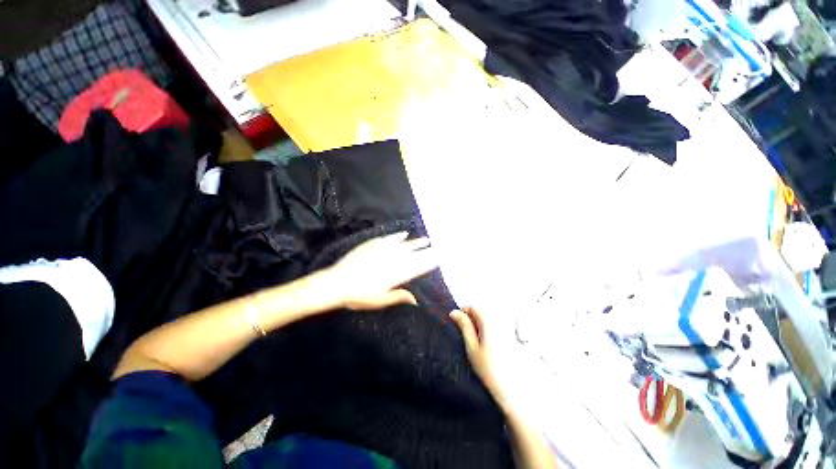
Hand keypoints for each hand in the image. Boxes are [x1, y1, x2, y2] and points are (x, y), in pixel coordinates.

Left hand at [325, 232, 436, 310]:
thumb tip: (415, 300)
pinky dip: (397, 236)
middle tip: (437, 247)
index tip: (438, 259)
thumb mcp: (379, 301)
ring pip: (403, 245)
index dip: (428, 263)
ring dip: (415, 242)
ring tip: (426, 239)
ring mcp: (382, 251)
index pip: (416, 268)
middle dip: (426, 251)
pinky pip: (388, 238)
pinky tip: (404, 234)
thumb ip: (398, 297)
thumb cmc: (358, 296)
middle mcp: (392, 261)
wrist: (337, 282)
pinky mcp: (373, 245)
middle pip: (413, 255)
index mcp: (395, 275)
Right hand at [449, 307, 506, 402]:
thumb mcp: (472, 348)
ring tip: (479, 340)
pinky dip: (490, 327)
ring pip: (489, 314)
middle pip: (482, 308)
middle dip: (472, 317)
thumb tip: (454, 312)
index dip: (463, 313)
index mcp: (489, 319)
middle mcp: (501, 318)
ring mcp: (509, 325)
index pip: (472, 305)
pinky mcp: (514, 333)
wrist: (515, 389)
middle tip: (469, 335)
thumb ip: (464, 326)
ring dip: (481, 322)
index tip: (458, 325)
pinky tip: (490, 343)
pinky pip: (498, 321)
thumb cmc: (490, 370)